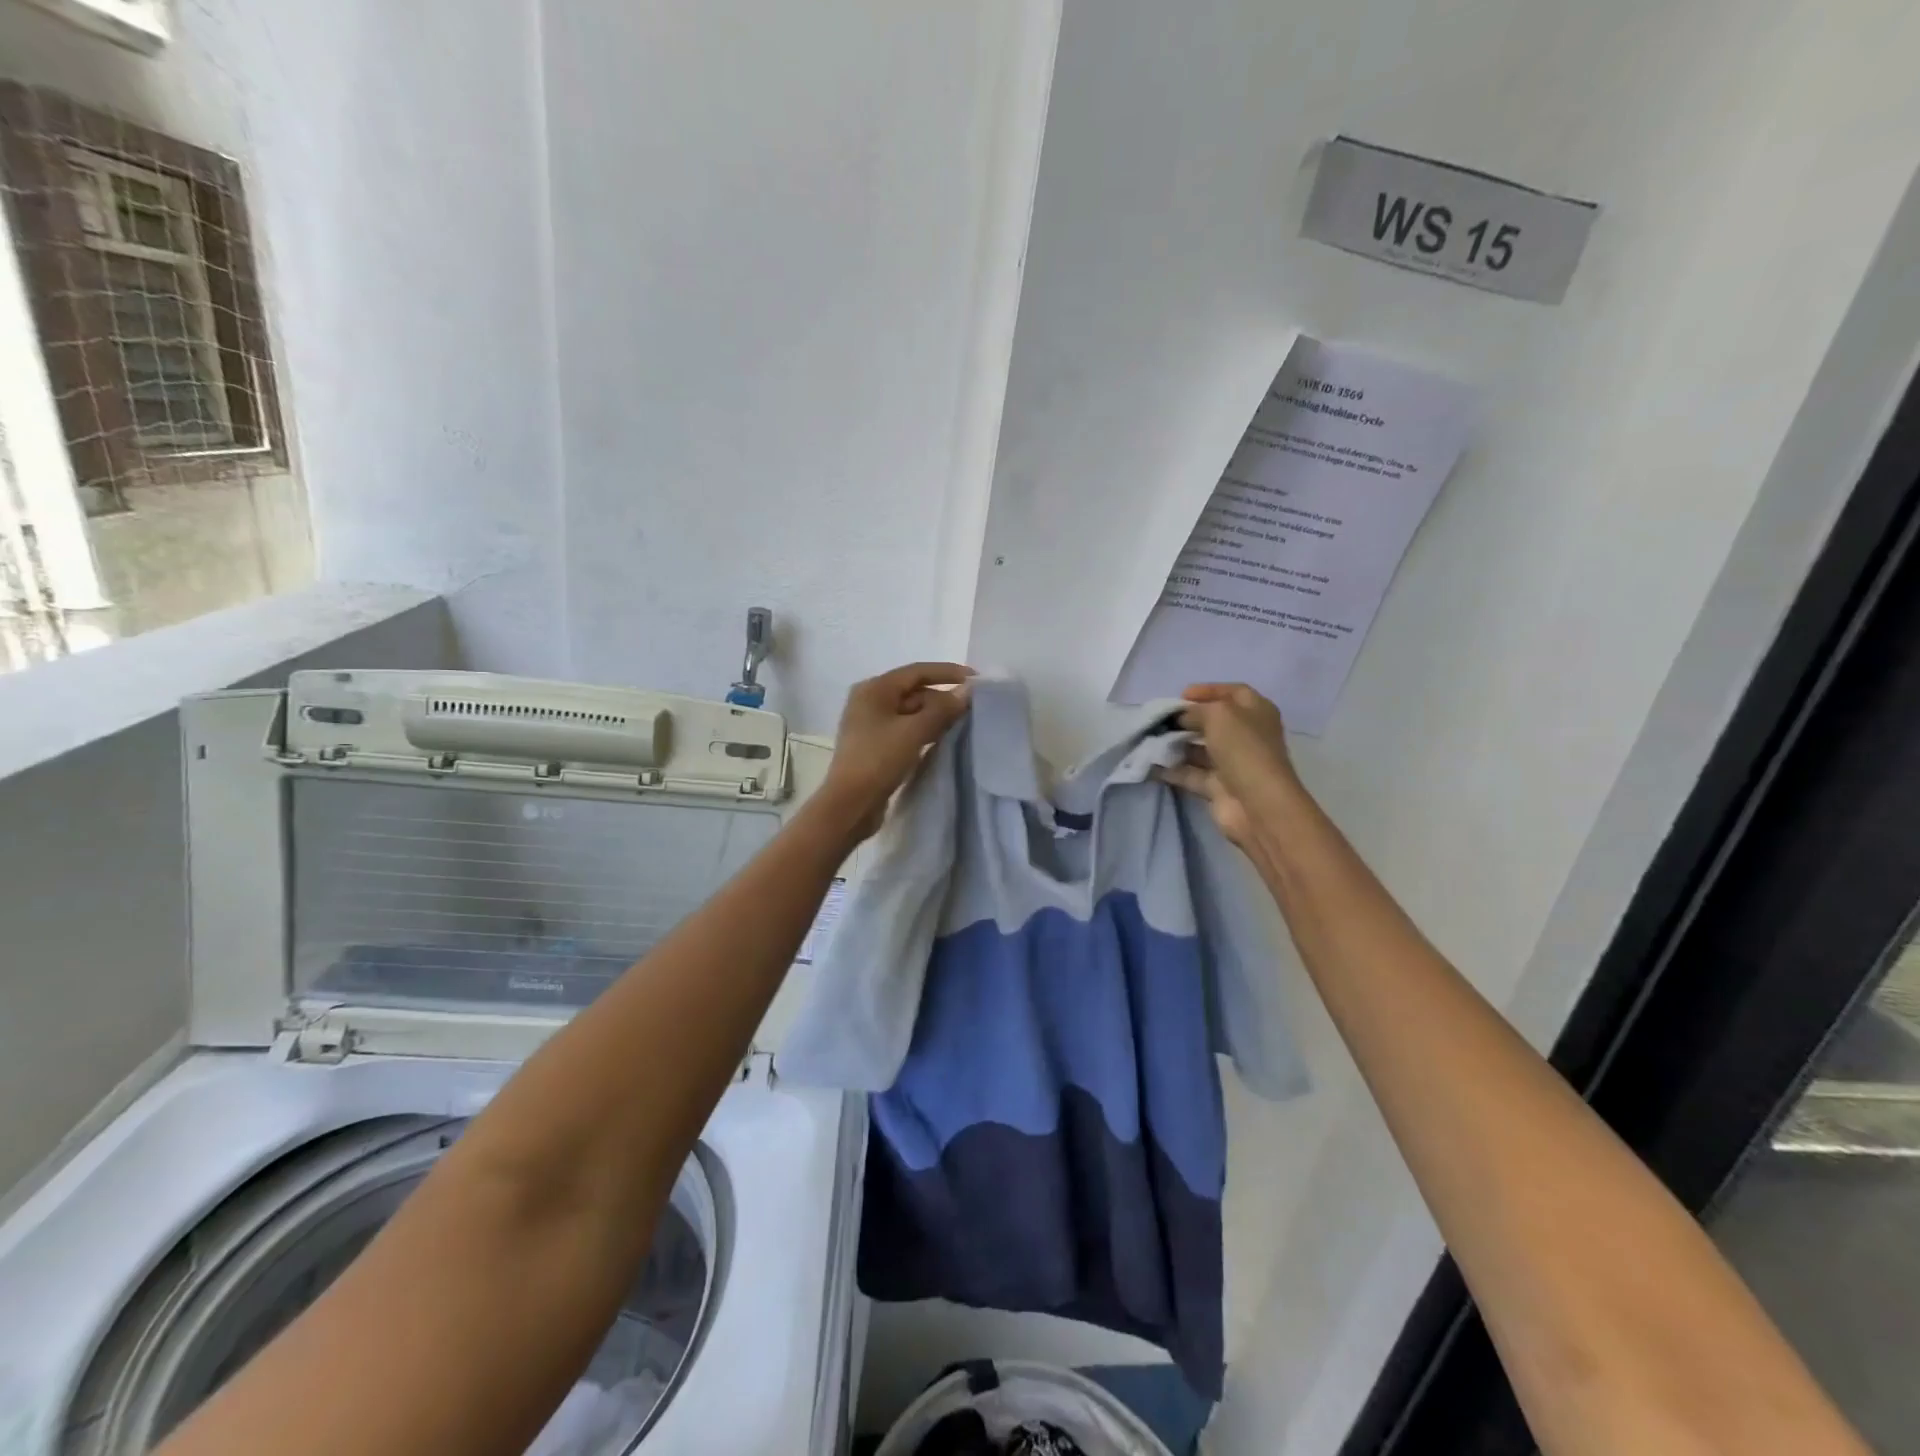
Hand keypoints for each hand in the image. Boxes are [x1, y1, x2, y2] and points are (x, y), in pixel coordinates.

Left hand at [820, 662, 972, 835]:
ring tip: (964, 723)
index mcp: (874, 689)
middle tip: (973, 709)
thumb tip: (967, 691)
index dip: (948, 673)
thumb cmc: (879, 760)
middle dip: (942, 698)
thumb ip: (942, 709)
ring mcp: (871, 724)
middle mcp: (870, 700)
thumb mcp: (914, 732)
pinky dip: (924, 730)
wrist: (850, 804)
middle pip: (914, 691)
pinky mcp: (875, 744)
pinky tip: (943, 739)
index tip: (976, 679)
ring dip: (935, 716)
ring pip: (911, 712)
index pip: (917, 672)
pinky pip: (905, 729)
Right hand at [1160, 683, 1299, 847]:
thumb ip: (1195, 710)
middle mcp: (1246, 735)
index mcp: (1256, 712)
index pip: (1233, 692)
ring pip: (1200, 749)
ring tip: (1151, 739)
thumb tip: (1180, 718)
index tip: (1180, 695)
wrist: (1256, 804)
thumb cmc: (1243, 749)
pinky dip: (1172, 769)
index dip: (1208, 690)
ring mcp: (1232, 763)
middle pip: (1213, 721)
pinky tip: (1150, 764)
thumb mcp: (1218, 715)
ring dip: (1176, 744)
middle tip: (1161, 719)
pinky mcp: (1218, 787)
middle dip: (1187, 719)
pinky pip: (1190, 774)